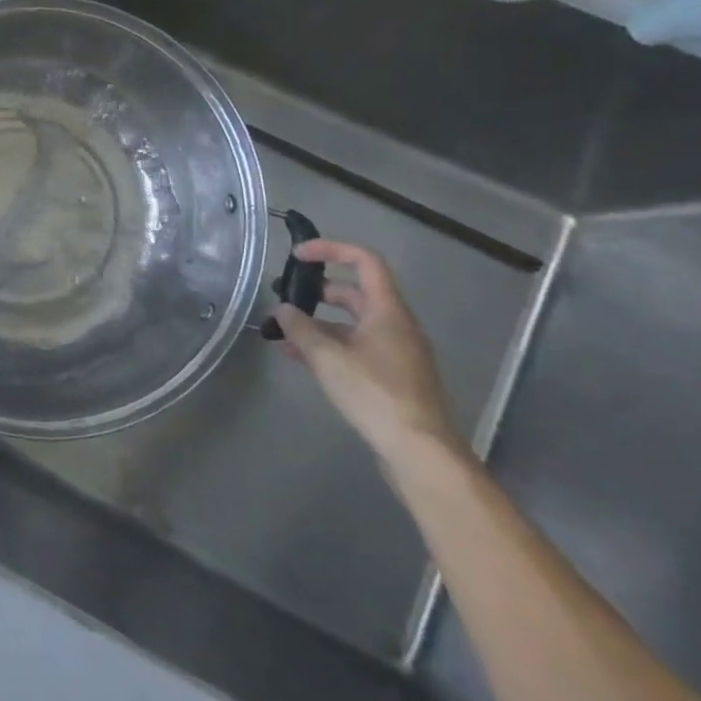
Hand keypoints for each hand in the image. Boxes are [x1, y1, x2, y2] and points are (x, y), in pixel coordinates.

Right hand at [271, 240, 461, 473]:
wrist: (419, 451)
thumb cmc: (374, 393)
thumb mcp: (327, 357)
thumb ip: (300, 328)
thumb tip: (282, 309)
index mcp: (388, 311)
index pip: (364, 261)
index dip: (330, 250)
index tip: (296, 256)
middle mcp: (396, 325)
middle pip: (354, 292)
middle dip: (316, 290)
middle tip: (283, 296)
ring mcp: (396, 352)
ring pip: (351, 323)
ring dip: (317, 321)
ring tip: (282, 330)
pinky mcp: (391, 376)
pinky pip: (355, 347)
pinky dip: (328, 344)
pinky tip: (299, 357)